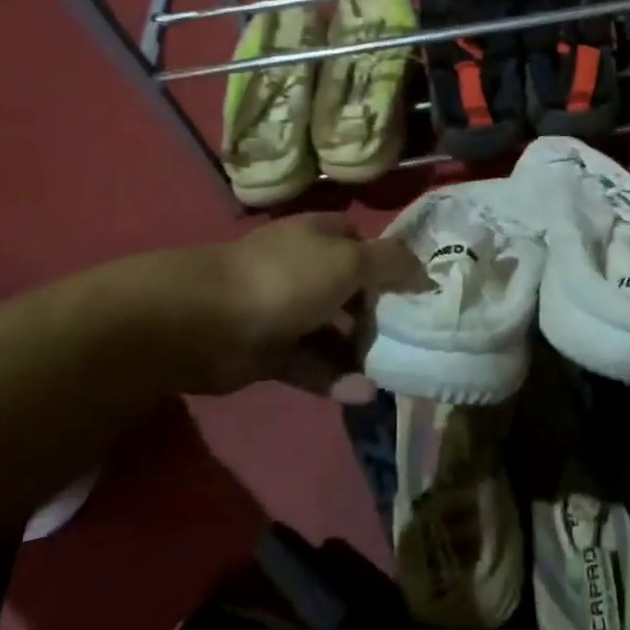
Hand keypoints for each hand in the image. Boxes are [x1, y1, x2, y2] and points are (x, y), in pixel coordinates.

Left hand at [80, 216, 410, 395]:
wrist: (204, 322)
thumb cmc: (286, 278)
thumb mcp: (350, 260)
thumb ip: (392, 263)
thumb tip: (425, 271)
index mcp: (321, 235)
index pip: (363, 241)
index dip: (390, 260)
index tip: (420, 288)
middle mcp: (305, 267)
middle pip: (351, 288)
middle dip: (380, 310)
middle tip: (412, 335)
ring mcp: (286, 310)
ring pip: (333, 330)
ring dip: (360, 350)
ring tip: (393, 371)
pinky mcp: (271, 351)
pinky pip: (312, 363)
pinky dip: (335, 378)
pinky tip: (362, 394)